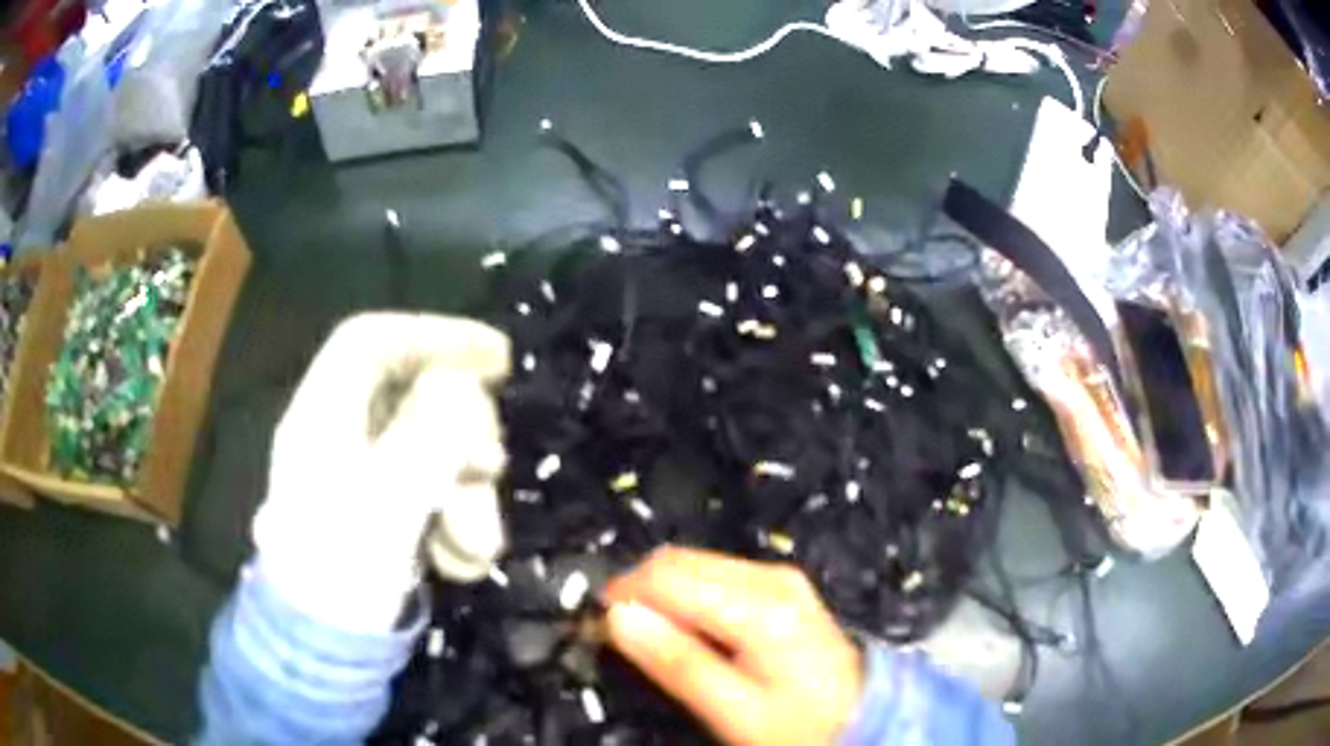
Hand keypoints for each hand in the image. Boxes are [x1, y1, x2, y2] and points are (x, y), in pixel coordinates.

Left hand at [252, 313, 509, 632]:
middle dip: (463, 434)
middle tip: (491, 471)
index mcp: (323, 416)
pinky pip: (435, 491)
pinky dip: (458, 521)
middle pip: (415, 395)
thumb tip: (463, 388)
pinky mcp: (388, 509)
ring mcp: (366, 474)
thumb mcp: (386, 506)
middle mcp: (343, 435)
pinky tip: (462, 561)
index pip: (372, 341)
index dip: (433, 335)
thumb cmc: (344, 574)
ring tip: (475, 548)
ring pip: (434, 449)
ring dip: (467, 493)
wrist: (326, 649)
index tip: (496, 358)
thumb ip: (425, 439)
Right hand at [604, 547, 863, 745]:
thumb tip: (617, 618)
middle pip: (678, 561)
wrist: (864, 716)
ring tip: (646, 637)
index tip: (596, 628)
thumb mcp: (734, 709)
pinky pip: (713, 576)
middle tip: (617, 635)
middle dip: (638, 591)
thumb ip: (676, 662)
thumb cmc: (800, 725)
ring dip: (659, 593)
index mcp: (760, 606)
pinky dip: (685, 596)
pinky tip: (683, 631)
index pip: (667, 577)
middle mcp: (770, 577)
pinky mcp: (779, 587)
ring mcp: (778, 578)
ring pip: (693, 565)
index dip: (622, 596)